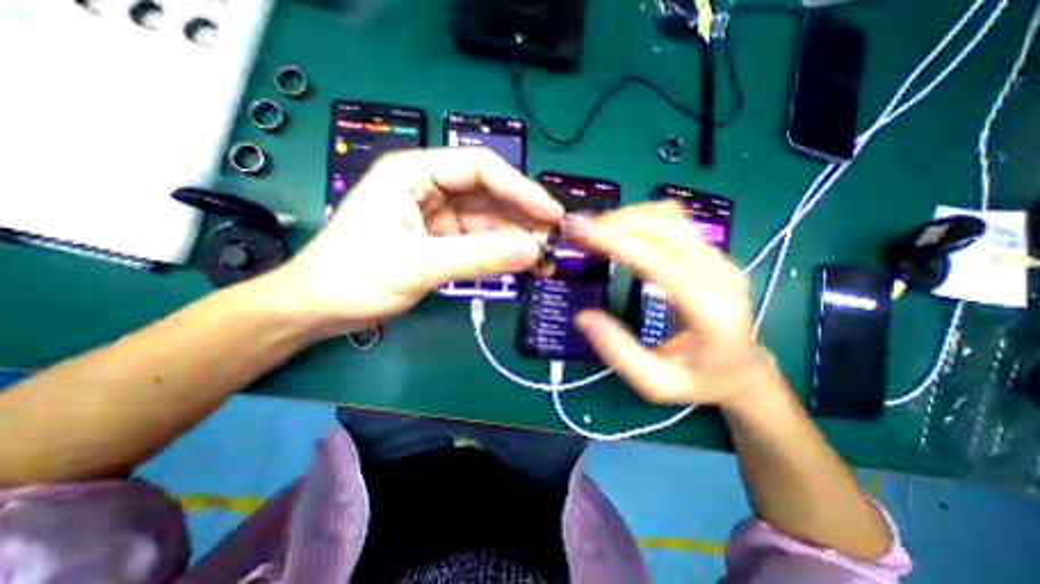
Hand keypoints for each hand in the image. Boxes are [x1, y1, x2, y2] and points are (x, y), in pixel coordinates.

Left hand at [265, 148, 566, 333]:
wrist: (319, 309)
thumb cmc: (353, 279)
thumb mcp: (417, 264)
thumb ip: (477, 256)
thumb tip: (532, 251)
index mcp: (413, 173)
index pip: (480, 168)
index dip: (520, 189)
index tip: (551, 215)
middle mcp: (428, 187)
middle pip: (488, 194)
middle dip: (522, 217)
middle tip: (553, 242)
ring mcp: (436, 215)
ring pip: (487, 220)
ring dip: (516, 239)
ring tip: (544, 260)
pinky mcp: (440, 240)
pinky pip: (479, 240)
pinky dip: (500, 252)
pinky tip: (520, 265)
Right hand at [565, 203, 774, 407]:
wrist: (743, 371)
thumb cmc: (700, 381)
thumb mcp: (654, 382)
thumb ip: (618, 352)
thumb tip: (582, 317)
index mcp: (708, 307)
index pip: (657, 258)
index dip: (615, 239)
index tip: (578, 229)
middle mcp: (719, 272)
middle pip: (663, 227)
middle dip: (614, 223)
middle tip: (576, 231)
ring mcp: (718, 257)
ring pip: (668, 216)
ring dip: (626, 217)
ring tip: (593, 231)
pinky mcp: (710, 252)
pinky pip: (673, 221)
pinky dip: (640, 218)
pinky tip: (619, 231)